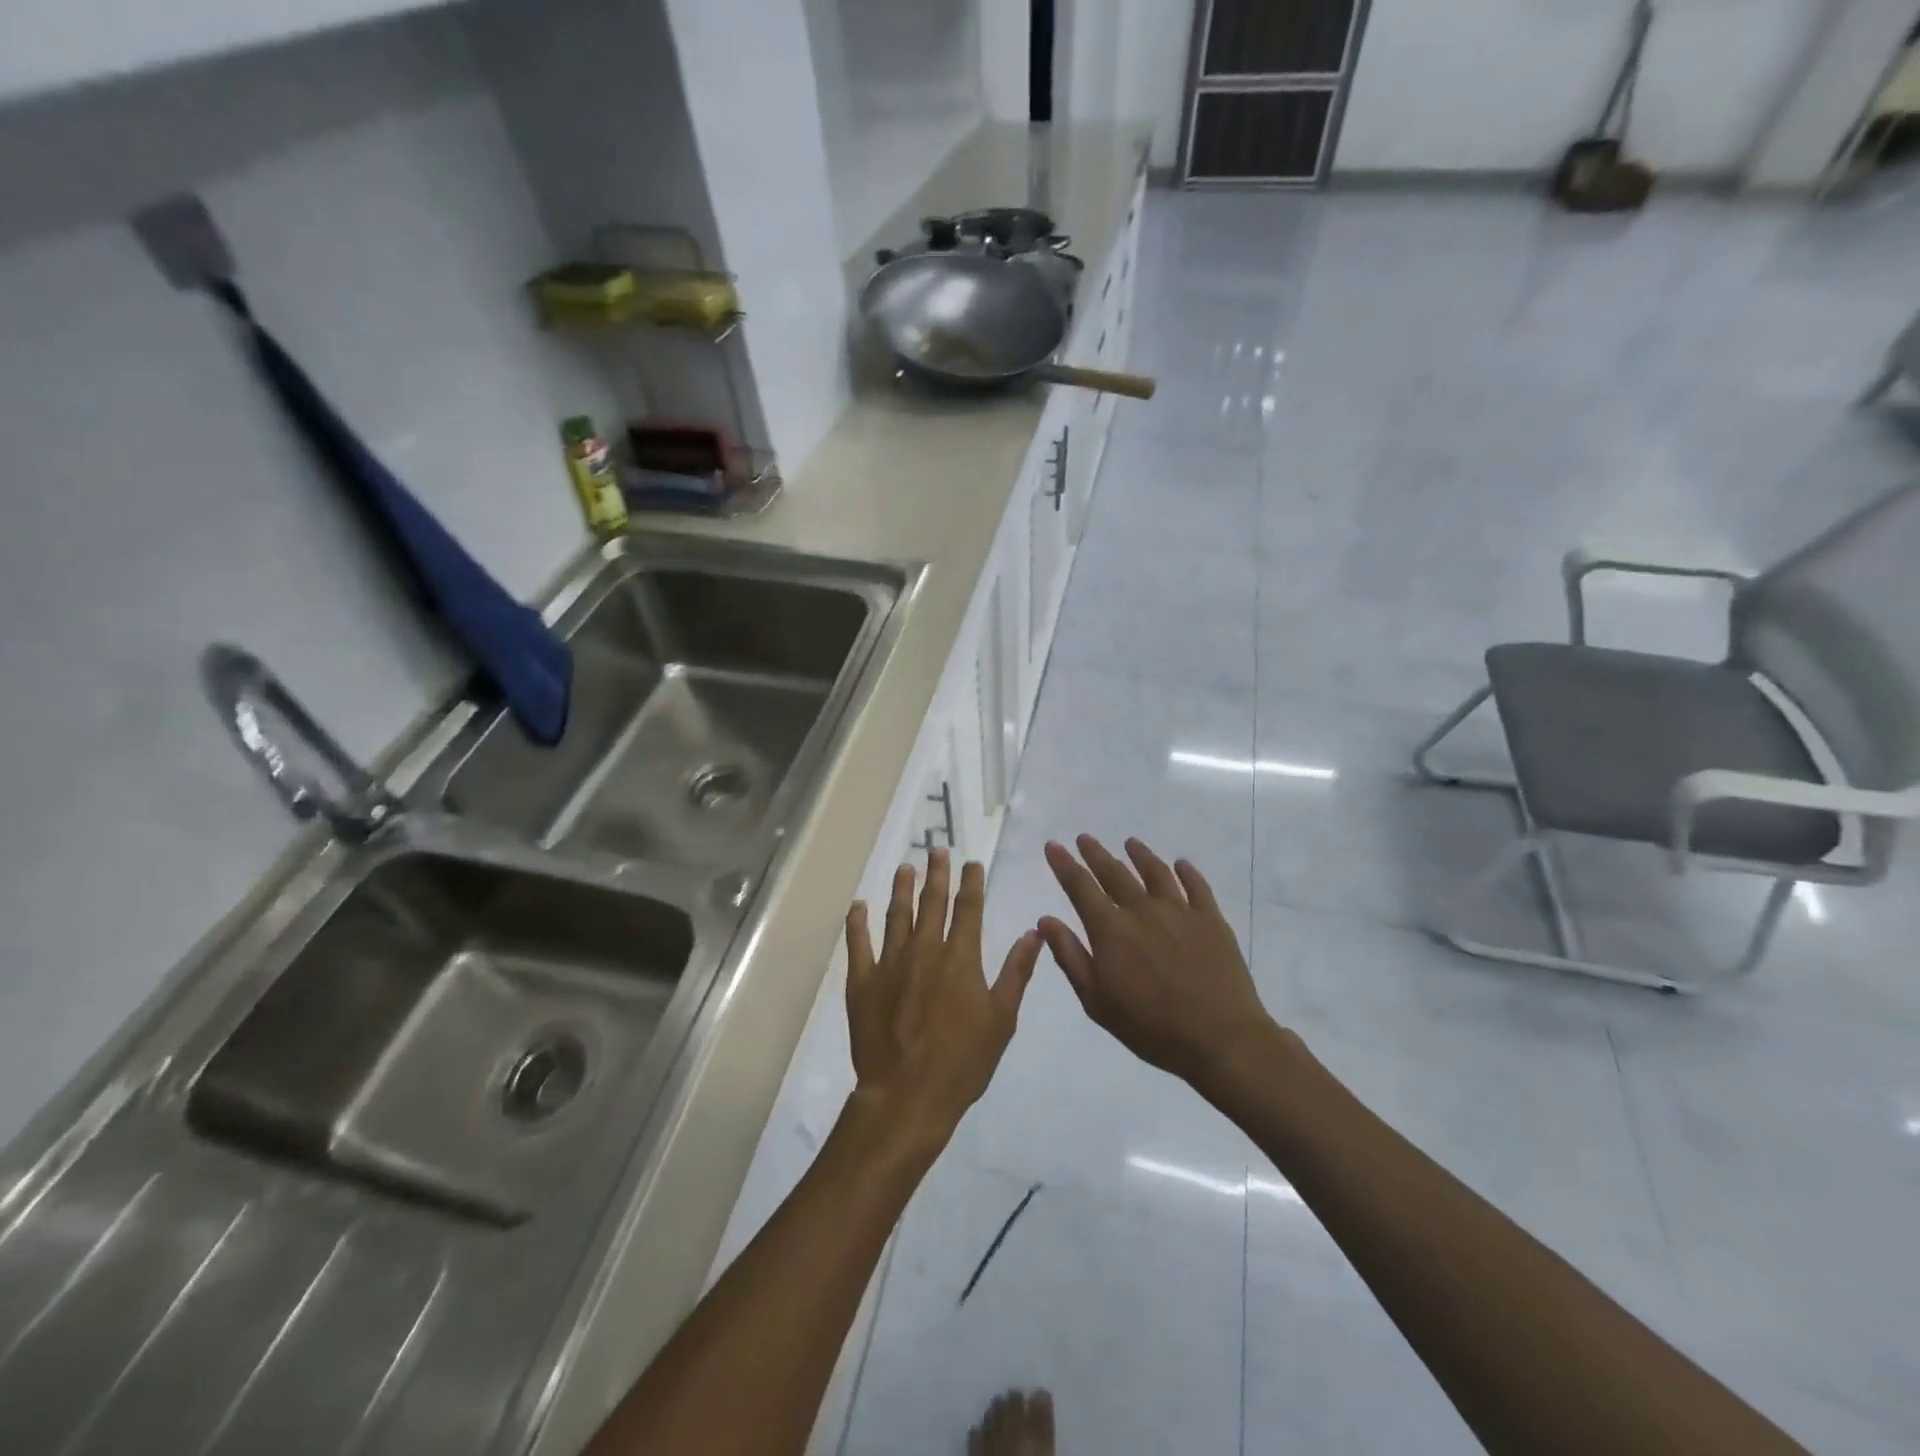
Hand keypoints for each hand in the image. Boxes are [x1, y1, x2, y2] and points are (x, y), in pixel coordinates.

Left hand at [845, 851, 1041, 1152]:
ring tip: (905, 867)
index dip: (971, 883)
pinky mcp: (863, 981)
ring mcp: (890, 963)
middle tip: (936, 850)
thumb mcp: (1002, 1020)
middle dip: (936, 874)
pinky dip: (857, 922)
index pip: (968, 909)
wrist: (907, 1095)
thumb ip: (1016, 973)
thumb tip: (1033, 933)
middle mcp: (925, 950)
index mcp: (960, 958)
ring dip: (901, 888)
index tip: (971, 862)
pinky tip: (858, 905)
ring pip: (896, 914)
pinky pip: (858, 943)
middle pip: (932, 902)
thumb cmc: (963, 1062)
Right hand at [1039, 835, 1272, 1087]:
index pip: (1080, 887)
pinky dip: (1187, 872)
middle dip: (1096, 854)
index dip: (1064, 865)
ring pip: (1155, 873)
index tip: (1053, 845)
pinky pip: (1197, 887)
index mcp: (1111, 930)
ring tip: (1130, 843)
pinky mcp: (1211, 920)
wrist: (1220, 1038)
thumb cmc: (1151, 1027)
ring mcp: (1180, 911)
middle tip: (1084, 838)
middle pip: (1115, 873)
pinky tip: (1181, 865)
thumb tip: (1046, 920)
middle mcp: (1142, 910)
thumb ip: (1070, 956)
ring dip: (1140, 855)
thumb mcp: (1097, 1001)